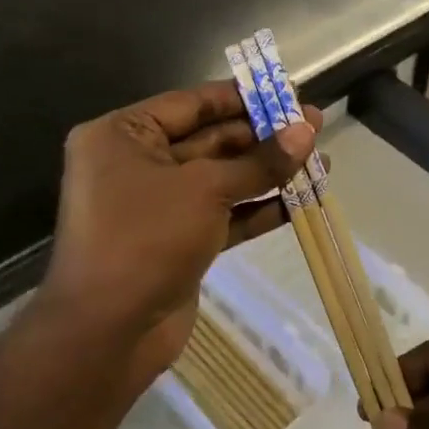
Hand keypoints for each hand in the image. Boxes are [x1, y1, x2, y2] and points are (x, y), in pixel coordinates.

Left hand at [41, 81, 317, 374]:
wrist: (107, 334)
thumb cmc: (146, 238)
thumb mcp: (207, 189)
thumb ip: (260, 161)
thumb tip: (307, 130)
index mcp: (123, 136)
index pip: (193, 104)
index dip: (244, 98)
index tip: (289, 94)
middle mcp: (137, 164)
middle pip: (212, 140)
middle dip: (265, 137)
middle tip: (315, 128)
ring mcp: (159, 205)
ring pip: (224, 178)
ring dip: (269, 172)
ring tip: (321, 161)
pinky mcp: (179, 240)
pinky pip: (224, 213)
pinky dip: (259, 207)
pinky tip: (302, 201)